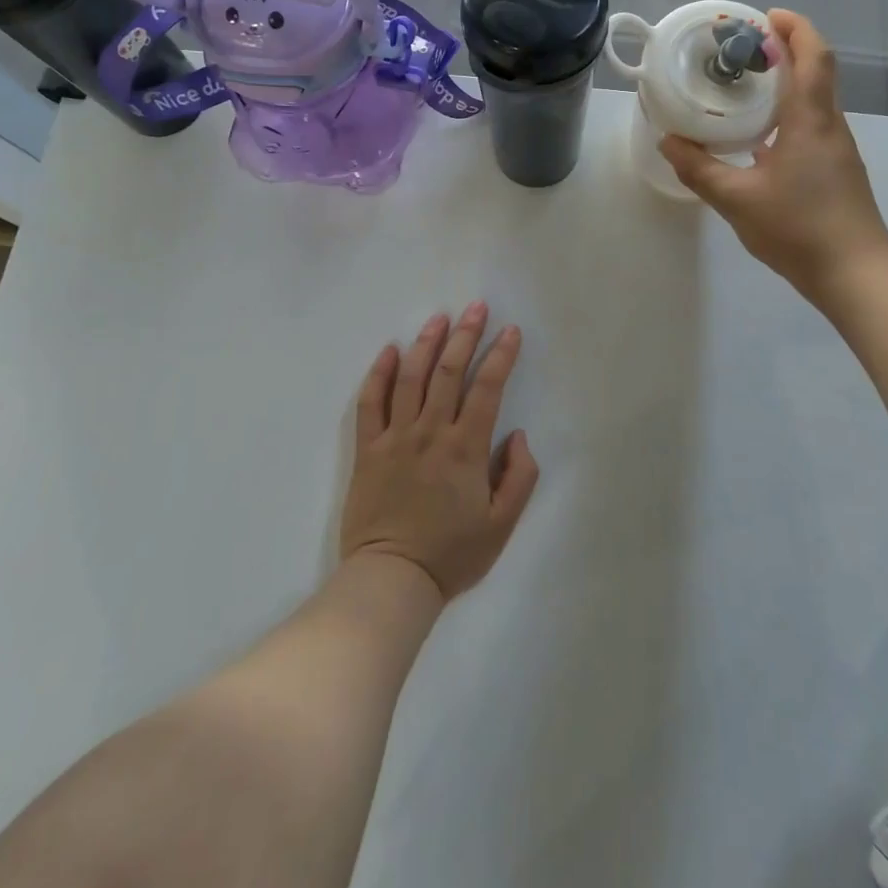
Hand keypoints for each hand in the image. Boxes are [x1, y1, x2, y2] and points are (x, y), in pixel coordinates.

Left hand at [340, 304, 538, 601]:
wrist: (391, 580)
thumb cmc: (451, 555)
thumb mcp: (502, 525)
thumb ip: (519, 477)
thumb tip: (518, 436)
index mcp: (466, 448)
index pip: (487, 388)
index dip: (501, 355)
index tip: (511, 331)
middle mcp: (431, 432)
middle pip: (448, 372)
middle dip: (465, 335)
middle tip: (476, 307)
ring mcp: (395, 437)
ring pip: (410, 378)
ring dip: (426, 343)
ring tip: (439, 318)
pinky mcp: (368, 449)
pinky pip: (370, 403)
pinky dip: (379, 373)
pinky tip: (389, 350)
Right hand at [660, 9, 887, 302]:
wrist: (854, 273)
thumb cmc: (797, 228)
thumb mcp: (736, 199)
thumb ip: (699, 169)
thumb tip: (668, 142)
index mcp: (810, 121)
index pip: (813, 57)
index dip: (794, 28)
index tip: (765, 17)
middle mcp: (830, 126)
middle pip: (817, 71)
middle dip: (787, 49)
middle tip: (745, 48)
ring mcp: (837, 149)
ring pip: (816, 99)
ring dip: (788, 82)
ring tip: (746, 87)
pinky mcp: (837, 170)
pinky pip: (813, 125)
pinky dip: (789, 113)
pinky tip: (759, 138)